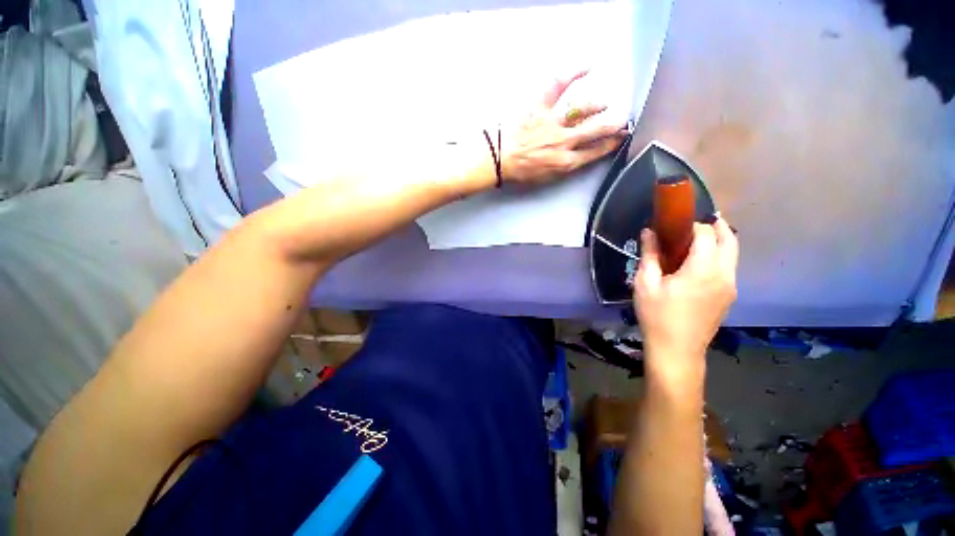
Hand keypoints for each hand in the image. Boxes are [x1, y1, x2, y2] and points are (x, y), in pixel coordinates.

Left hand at [500, 70, 626, 184]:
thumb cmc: (519, 172)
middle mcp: (564, 141)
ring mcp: (553, 122)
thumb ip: (565, 166)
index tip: (621, 136)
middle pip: (599, 127)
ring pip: (585, 107)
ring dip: (598, 104)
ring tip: (602, 103)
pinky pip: (560, 84)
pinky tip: (589, 66)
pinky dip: (575, 72)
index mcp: (565, 162)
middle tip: (620, 118)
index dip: (612, 143)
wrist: (498, 160)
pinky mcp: (540, 107)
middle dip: (615, 121)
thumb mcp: (546, 178)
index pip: (597, 151)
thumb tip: (580, 155)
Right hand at [634, 217, 738, 382]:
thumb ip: (649, 255)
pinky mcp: (729, 297)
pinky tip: (698, 265)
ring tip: (695, 242)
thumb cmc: (657, 315)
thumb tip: (649, 232)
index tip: (676, 224)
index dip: (694, 224)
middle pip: (730, 240)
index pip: (707, 234)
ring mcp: (731, 287)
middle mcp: (724, 274)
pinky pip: (729, 268)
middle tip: (695, 222)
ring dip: (719, 241)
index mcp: (703, 269)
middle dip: (716, 226)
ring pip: (732, 254)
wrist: (677, 350)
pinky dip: (719, 257)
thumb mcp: (645, 284)